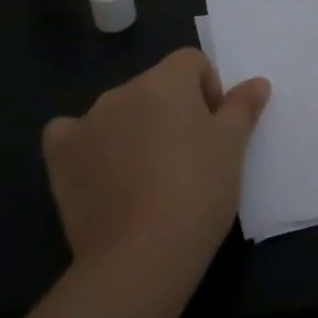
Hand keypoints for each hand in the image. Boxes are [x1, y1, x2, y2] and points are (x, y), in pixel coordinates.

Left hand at [41, 49, 269, 271]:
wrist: (141, 255)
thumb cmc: (198, 191)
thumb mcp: (232, 148)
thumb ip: (242, 107)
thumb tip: (257, 82)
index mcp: (165, 82)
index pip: (191, 61)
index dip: (208, 88)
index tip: (214, 128)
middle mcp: (122, 91)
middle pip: (154, 86)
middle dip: (172, 110)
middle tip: (187, 156)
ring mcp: (86, 122)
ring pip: (118, 111)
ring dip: (135, 127)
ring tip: (148, 176)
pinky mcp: (60, 156)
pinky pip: (72, 134)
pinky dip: (88, 145)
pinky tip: (100, 172)